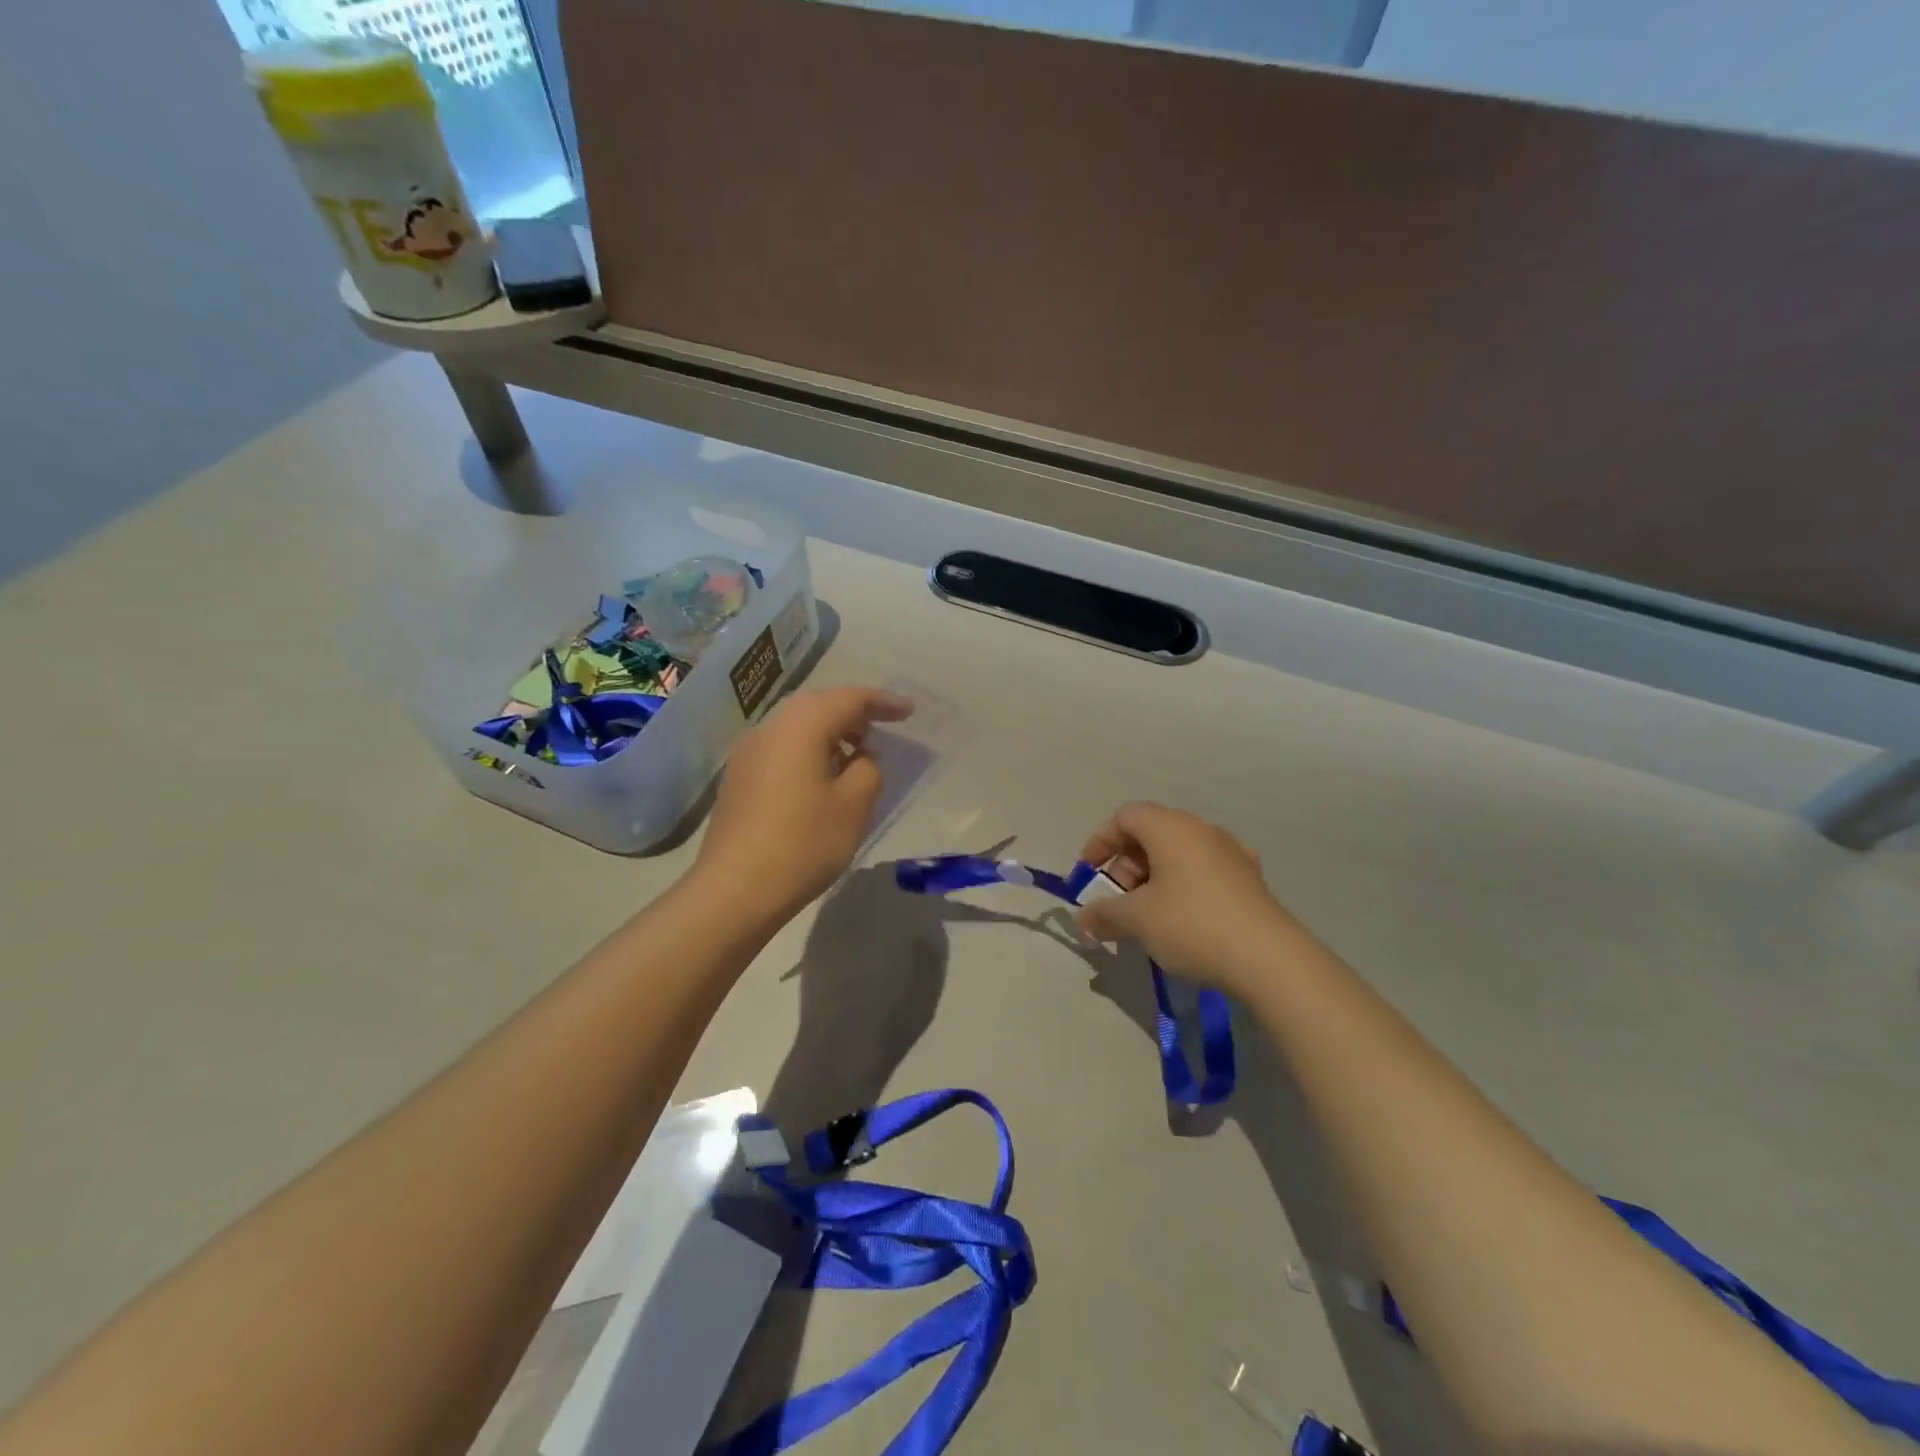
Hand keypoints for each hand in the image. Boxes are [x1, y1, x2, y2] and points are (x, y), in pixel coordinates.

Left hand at [695, 685, 913, 922]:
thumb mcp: (854, 805)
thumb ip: (868, 769)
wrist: (735, 889)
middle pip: (818, 705)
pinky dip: (808, 750)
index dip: (883, 702)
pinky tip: (822, 777)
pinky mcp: (738, 778)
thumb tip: (857, 758)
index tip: (909, 712)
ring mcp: (748, 752)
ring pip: (797, 726)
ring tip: (855, 755)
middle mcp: (770, 728)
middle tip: (882, 728)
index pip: (849, 699)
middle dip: (853, 712)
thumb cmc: (804, 842)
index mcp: (801, 725)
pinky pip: (782, 748)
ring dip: (830, 732)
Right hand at [1076, 802, 1306, 995]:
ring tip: (1147, 915)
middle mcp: (1201, 829)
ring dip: (1154, 877)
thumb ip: (1104, 913)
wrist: (1269, 959)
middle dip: (1126, 865)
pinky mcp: (1250, 879)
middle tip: (1118, 901)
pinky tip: (1183, 919)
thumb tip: (1083, 918)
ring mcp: (1231, 852)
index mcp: (1170, 827)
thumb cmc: (1191, 925)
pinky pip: (1203, 870)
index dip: (1100, 842)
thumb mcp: (1136, 920)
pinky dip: (1182, 886)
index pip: (1125, 817)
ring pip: (1178, 853)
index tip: (1088, 874)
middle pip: (1151, 833)